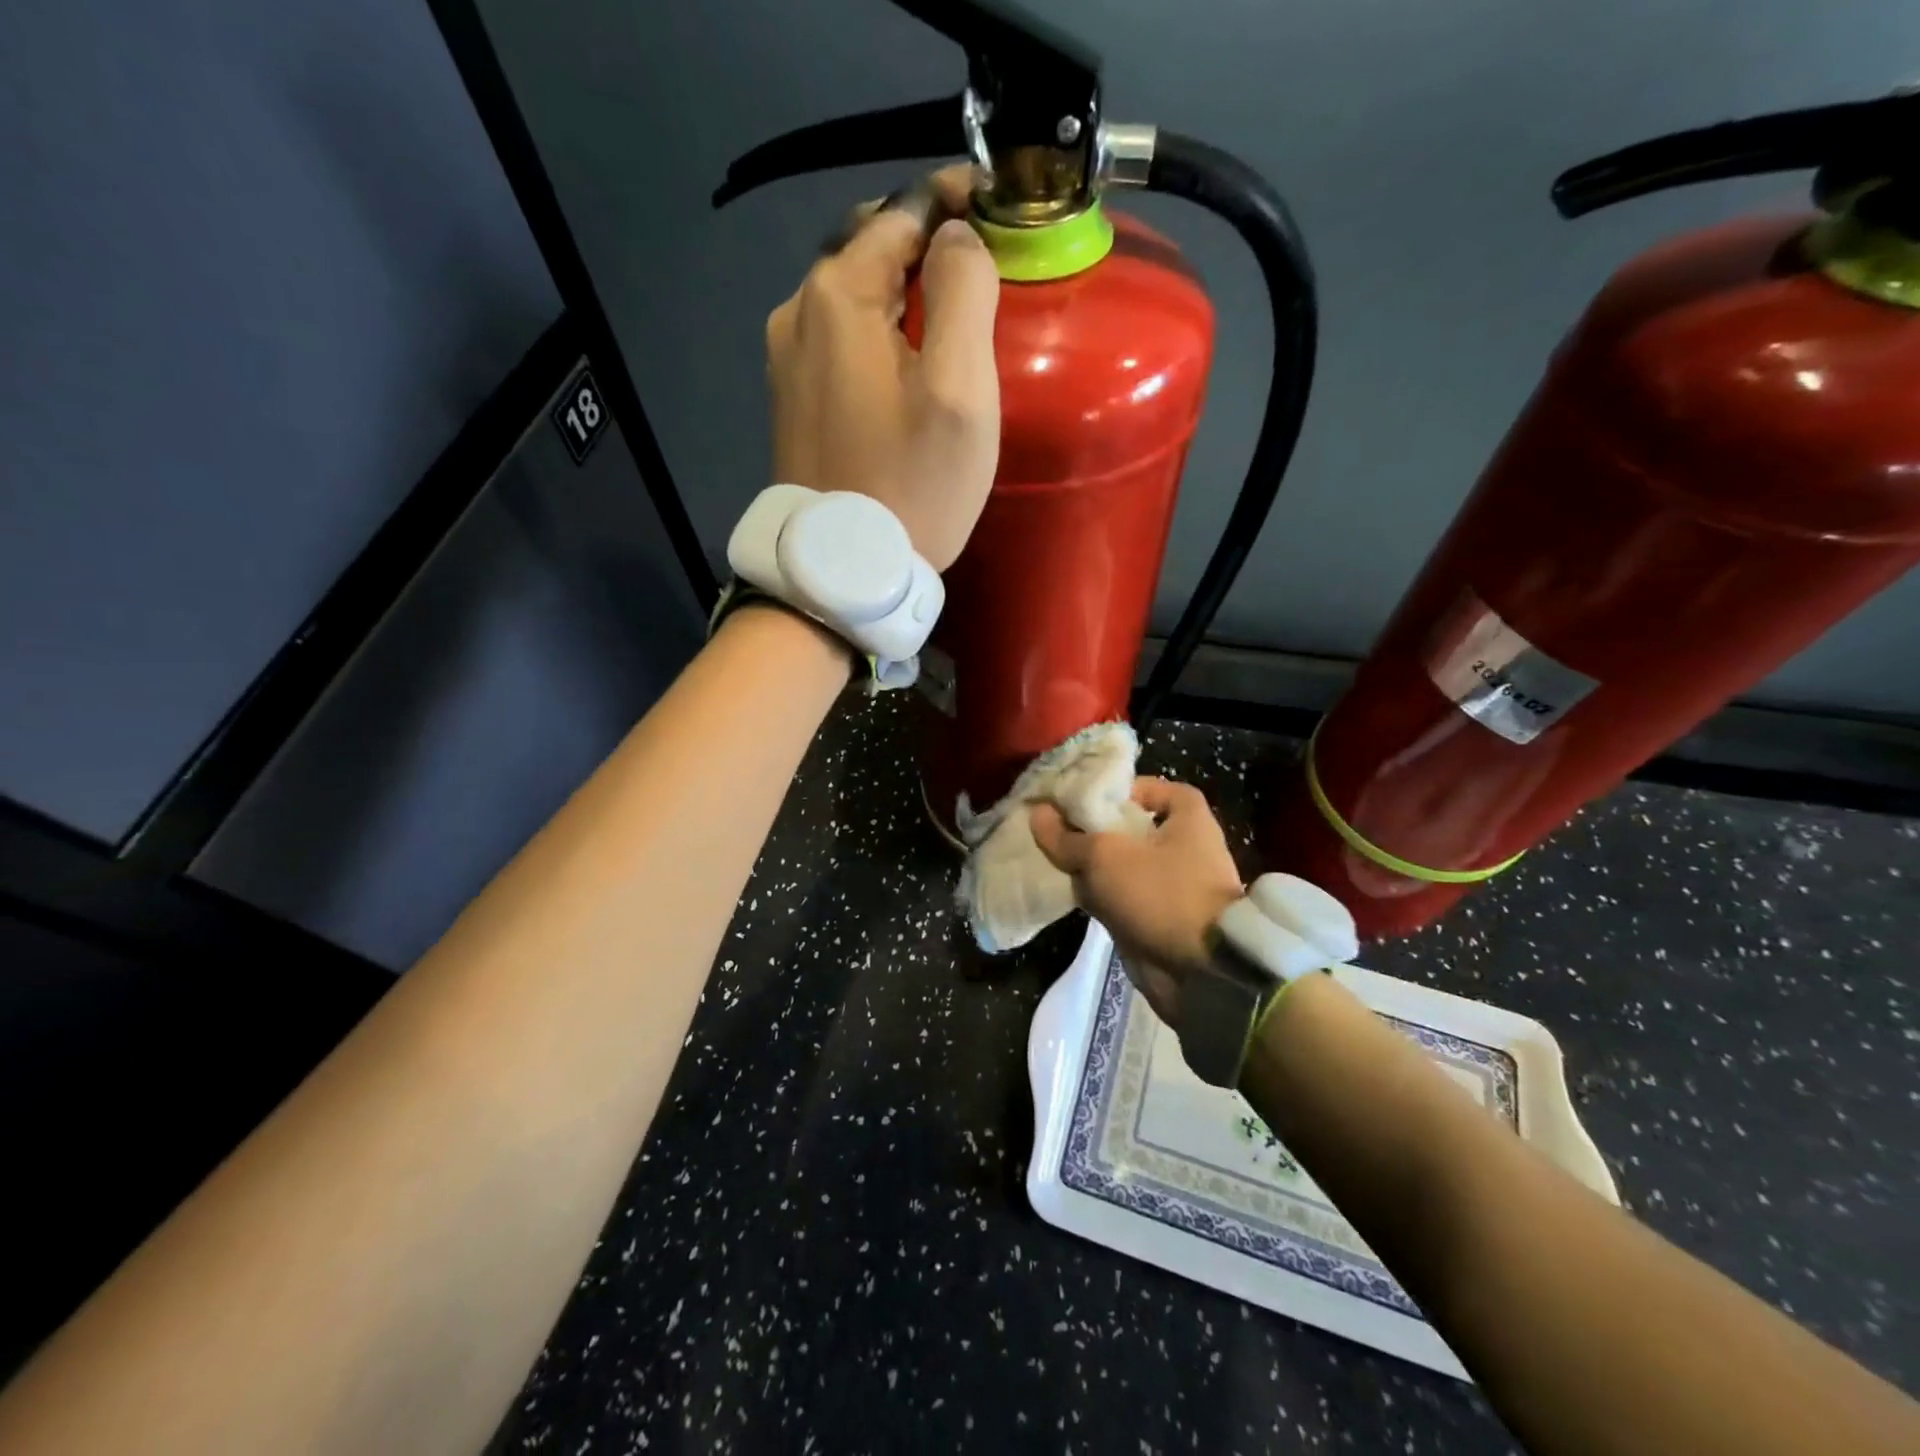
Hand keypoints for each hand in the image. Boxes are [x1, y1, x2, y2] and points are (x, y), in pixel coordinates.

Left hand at [766, 168, 1000, 570]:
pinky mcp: (791, 400)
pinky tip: (904, 366)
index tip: (996, 210)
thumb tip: (957, 238)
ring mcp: (785, 360)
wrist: (843, 573)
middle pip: (871, 252)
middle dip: (926, 249)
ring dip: (901, 296)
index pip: (901, 214)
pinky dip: (876, 335)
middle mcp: (797, 313)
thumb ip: (965, 293)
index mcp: (837, 295)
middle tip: (980, 273)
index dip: (952, 204)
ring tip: (949, 322)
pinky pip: (839, 342)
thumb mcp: (959, 389)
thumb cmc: (912, 485)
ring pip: (853, 299)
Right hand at [1031, 779, 1243, 1019]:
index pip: (1151, 787)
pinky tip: (1069, 891)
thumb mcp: (1105, 857)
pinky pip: (1123, 896)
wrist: (1200, 971)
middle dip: (1093, 830)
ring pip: (1122, 865)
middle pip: (1131, 827)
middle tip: (1058, 828)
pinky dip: (1100, 894)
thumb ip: (1067, 838)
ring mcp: (1174, 884)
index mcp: (1188, 819)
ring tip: (1054, 858)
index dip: (1119, 789)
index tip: (1084, 799)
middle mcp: (1185, 847)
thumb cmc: (1160, 894)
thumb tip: (1038, 814)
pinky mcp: (1161, 917)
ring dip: (1092, 865)